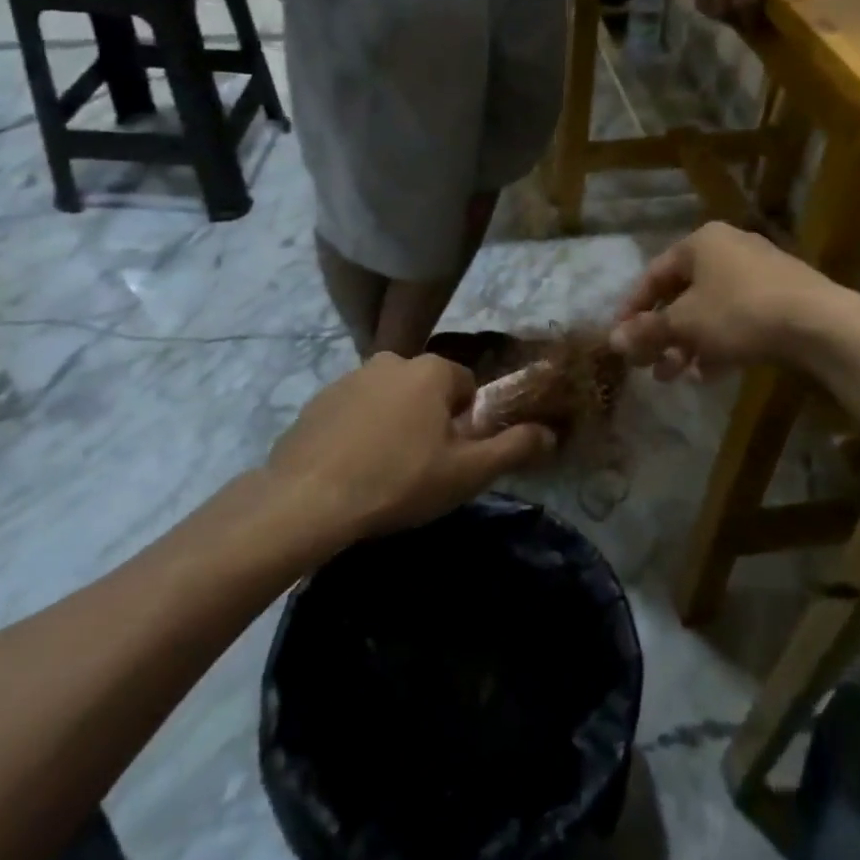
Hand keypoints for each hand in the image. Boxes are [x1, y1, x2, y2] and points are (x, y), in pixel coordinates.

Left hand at [267, 355, 552, 540]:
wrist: (309, 499)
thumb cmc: (399, 481)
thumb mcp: (467, 472)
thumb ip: (514, 447)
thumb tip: (551, 433)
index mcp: (431, 370)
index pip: (466, 387)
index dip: (465, 424)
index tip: (451, 458)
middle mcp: (391, 360)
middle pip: (427, 391)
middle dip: (429, 422)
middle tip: (420, 468)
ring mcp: (349, 377)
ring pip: (390, 400)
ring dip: (394, 425)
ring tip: (383, 472)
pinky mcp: (317, 400)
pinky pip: (354, 412)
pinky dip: (359, 432)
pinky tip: (351, 468)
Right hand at [609, 222, 840, 379]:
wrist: (821, 324)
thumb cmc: (740, 313)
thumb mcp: (686, 323)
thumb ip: (648, 330)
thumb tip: (613, 340)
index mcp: (701, 242)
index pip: (653, 274)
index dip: (632, 308)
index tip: (620, 338)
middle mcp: (728, 249)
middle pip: (683, 295)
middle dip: (662, 334)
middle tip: (647, 365)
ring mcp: (759, 274)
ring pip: (710, 311)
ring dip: (687, 344)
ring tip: (674, 377)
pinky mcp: (782, 298)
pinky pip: (738, 320)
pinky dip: (719, 344)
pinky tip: (709, 374)